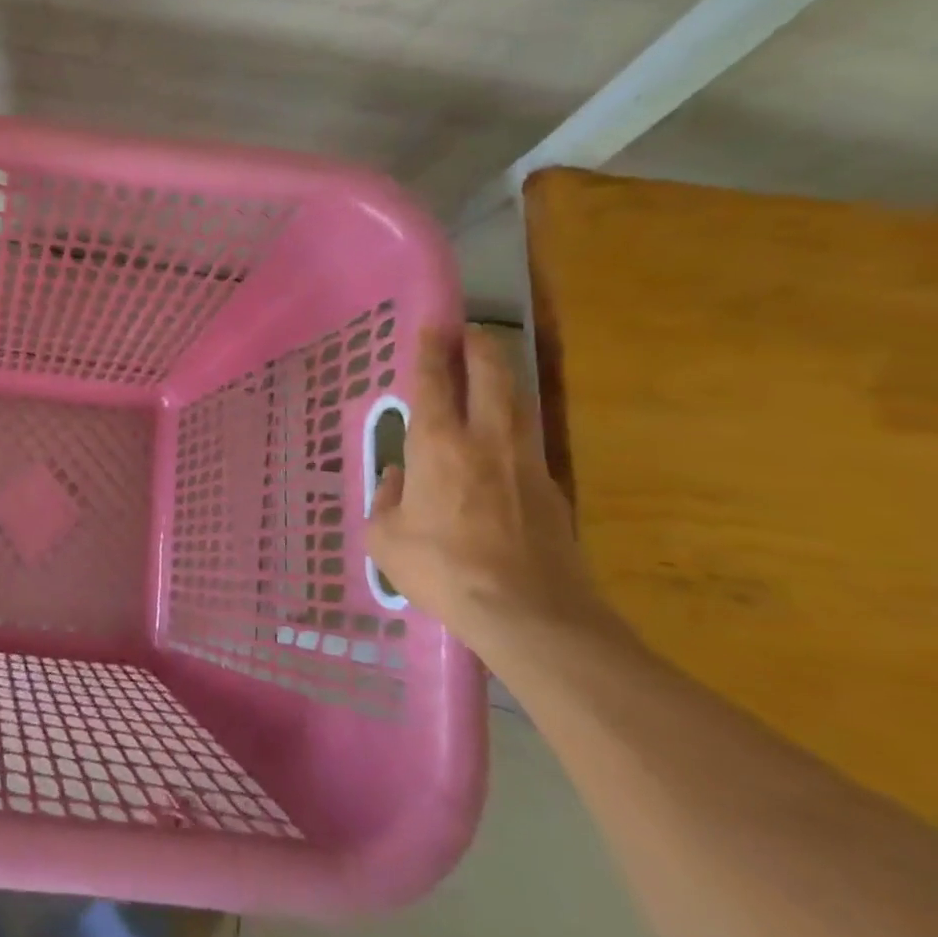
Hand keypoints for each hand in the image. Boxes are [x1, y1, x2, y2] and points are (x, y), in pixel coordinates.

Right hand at [365, 326, 621, 657]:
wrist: (529, 612)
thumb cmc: (443, 569)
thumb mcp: (386, 538)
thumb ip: (387, 500)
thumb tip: (399, 480)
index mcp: (438, 444)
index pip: (434, 382)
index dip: (432, 350)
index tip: (433, 324)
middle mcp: (485, 439)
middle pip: (490, 375)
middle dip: (479, 346)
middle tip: (469, 330)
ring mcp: (525, 462)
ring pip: (516, 402)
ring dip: (502, 377)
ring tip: (490, 368)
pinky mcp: (551, 489)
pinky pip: (527, 440)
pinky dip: (513, 423)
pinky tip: (502, 438)